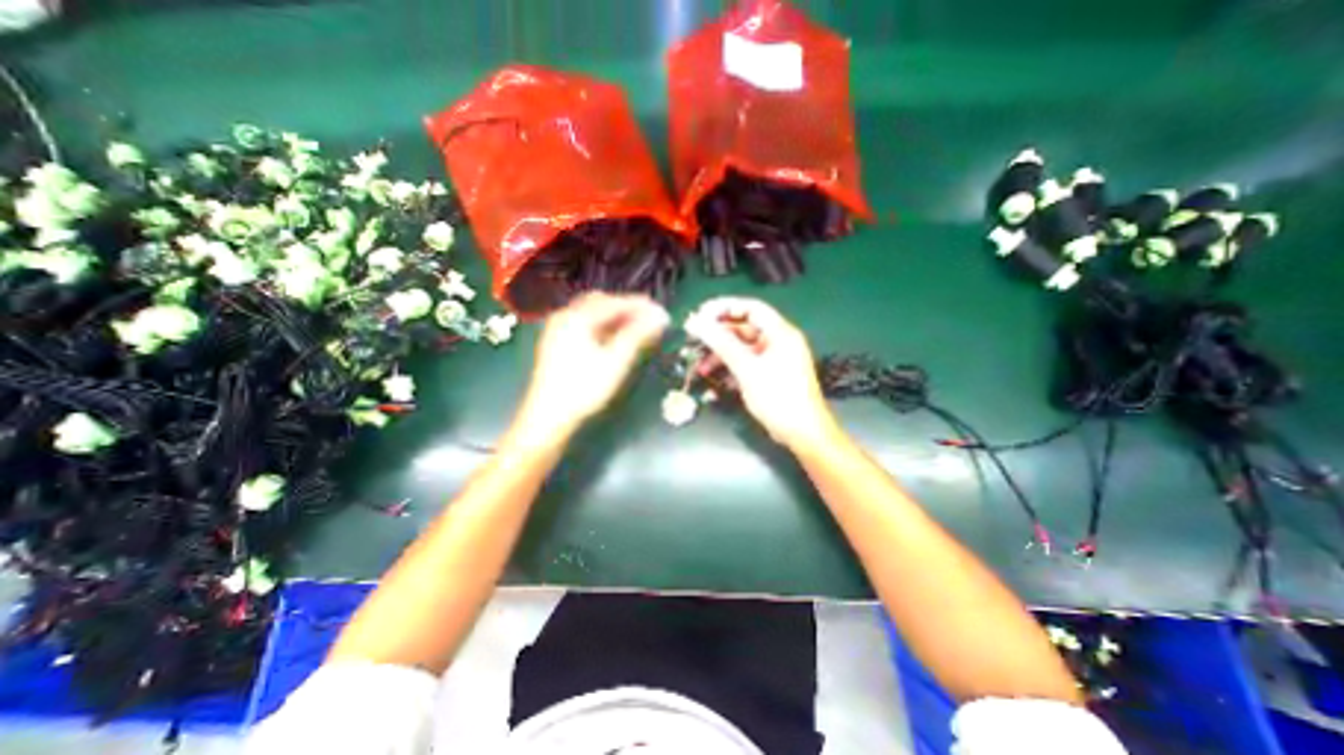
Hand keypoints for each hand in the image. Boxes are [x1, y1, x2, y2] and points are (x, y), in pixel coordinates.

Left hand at [512, 290, 668, 440]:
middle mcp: (565, 317)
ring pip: (593, 314)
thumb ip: (638, 335)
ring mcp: (559, 330)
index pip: (615, 303)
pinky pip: (585, 326)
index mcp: (577, 317)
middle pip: (602, 303)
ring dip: (616, 318)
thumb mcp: (615, 361)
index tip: (661, 313)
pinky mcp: (558, 343)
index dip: (641, 306)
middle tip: (649, 319)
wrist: (549, 417)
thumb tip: (659, 317)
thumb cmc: (584, 388)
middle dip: (627, 309)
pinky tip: (615, 339)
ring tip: (636, 329)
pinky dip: (603, 327)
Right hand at [688, 295, 837, 448]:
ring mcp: (773, 359)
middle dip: (718, 334)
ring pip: (741, 348)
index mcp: (780, 333)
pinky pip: (746, 363)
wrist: (802, 433)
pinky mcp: (768, 375)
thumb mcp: (747, 368)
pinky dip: (729, 367)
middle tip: (694, 339)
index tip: (701, 314)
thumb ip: (721, 343)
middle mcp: (777, 341)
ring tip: (699, 366)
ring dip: (720, 354)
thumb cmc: (777, 396)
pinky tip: (713, 378)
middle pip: (744, 328)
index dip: (725, 307)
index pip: (751, 308)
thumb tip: (696, 322)